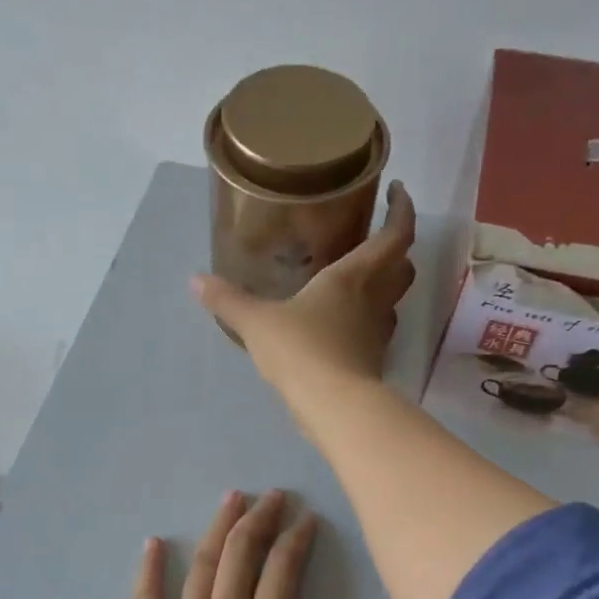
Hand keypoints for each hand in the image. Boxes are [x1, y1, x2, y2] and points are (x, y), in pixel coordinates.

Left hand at [129, 489, 356, 598]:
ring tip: (231, 498)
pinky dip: (148, 569)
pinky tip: (152, 542)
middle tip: (273, 495)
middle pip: (241, 554)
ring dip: (218, 528)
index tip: (308, 519)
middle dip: (261, 518)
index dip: (299, 538)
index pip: (285, 569)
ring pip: (200, 565)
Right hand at [193, 181, 416, 396]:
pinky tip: (344, 323)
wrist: (334, 406)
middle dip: (397, 248)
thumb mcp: (257, 323)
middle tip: (376, 237)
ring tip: (358, 278)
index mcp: (353, 277)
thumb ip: (228, 300)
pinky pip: (377, 329)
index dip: (403, 210)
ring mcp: (378, 332)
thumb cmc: (301, 350)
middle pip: (403, 266)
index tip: (397, 192)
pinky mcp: (373, 360)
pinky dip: (368, 318)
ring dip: (386, 284)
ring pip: (394, 299)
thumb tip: (195, 280)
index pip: (395, 235)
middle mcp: (374, 300)